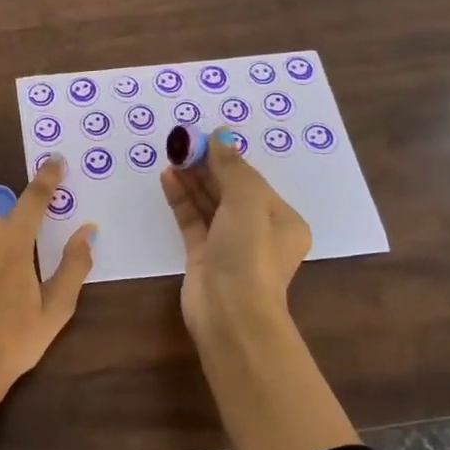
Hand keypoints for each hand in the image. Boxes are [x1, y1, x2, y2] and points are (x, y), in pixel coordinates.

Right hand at [160, 129, 311, 338]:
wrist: (231, 314)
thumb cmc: (249, 254)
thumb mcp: (247, 202)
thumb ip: (232, 167)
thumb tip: (221, 135)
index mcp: (282, 220)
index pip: (252, 180)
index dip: (227, 157)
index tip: (202, 137)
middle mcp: (258, 231)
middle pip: (229, 190)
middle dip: (206, 166)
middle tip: (181, 144)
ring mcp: (229, 245)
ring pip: (209, 204)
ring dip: (192, 180)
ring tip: (171, 156)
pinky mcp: (203, 257)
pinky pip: (192, 221)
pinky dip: (181, 200)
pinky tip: (167, 179)